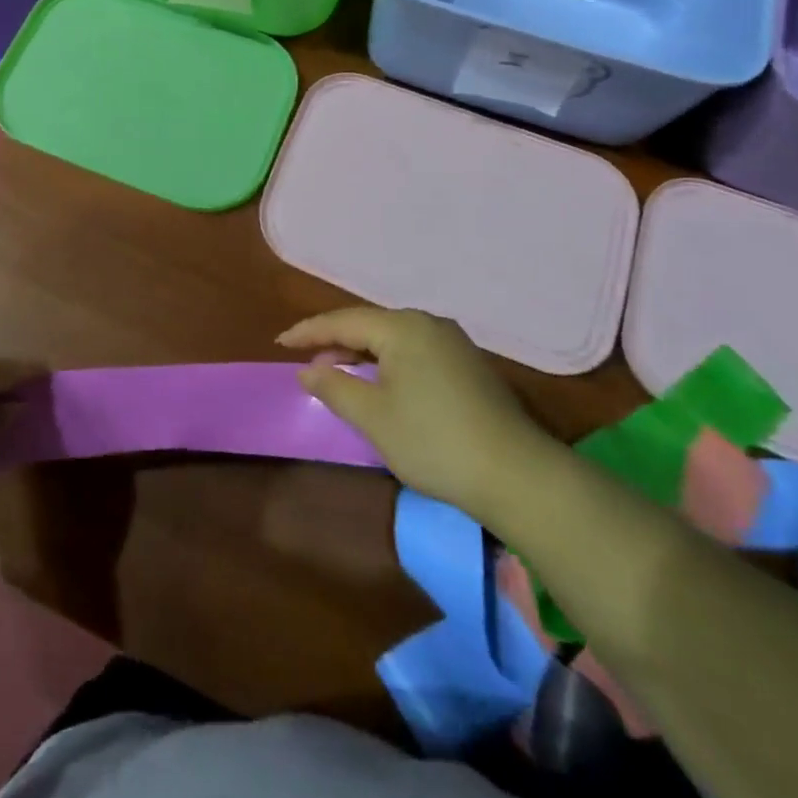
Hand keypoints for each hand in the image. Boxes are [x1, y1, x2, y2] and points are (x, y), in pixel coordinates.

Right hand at [280, 307, 560, 521]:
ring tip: (339, 371)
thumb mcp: (374, 417)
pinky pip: (414, 351)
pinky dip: (388, 361)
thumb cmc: (434, 441)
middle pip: (369, 325)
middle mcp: (428, 324)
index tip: (280, 343)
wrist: (518, 476)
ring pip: (394, 338)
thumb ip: (335, 387)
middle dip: (335, 341)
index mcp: (402, 327)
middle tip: (308, 360)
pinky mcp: (469, 365)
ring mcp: (453, 343)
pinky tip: (382, 382)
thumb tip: (308, 370)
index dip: (308, 332)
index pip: (343, 321)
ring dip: (362, 352)